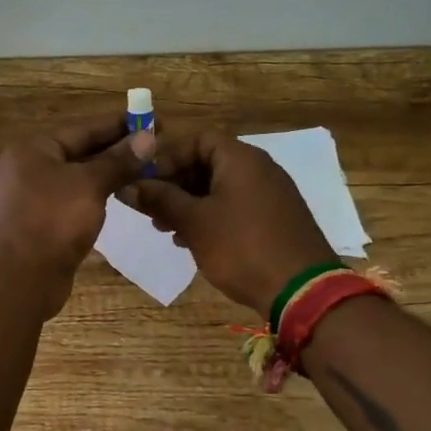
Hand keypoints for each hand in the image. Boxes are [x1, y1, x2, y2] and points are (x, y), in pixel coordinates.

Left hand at [0, 113, 155, 319]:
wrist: (17, 280)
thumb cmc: (51, 222)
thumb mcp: (88, 185)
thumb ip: (118, 161)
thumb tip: (148, 137)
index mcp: (34, 150)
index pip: (84, 129)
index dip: (120, 125)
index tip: (154, 121)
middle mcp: (30, 169)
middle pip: (80, 152)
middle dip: (118, 150)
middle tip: (157, 147)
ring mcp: (33, 199)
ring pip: (79, 179)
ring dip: (110, 175)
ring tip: (147, 171)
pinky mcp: (41, 225)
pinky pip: (74, 202)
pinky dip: (97, 198)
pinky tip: (122, 198)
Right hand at [125, 132, 335, 318]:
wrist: (302, 291)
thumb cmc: (242, 247)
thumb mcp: (194, 222)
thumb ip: (159, 199)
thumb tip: (127, 186)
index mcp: (240, 159)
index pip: (196, 139)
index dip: (167, 156)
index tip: (144, 180)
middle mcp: (258, 169)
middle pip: (206, 162)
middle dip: (174, 183)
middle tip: (149, 208)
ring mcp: (270, 195)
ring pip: (218, 188)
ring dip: (188, 203)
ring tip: (165, 228)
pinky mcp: (274, 220)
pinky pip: (234, 207)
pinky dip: (210, 217)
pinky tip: (191, 241)